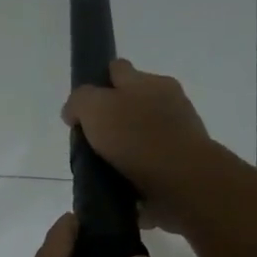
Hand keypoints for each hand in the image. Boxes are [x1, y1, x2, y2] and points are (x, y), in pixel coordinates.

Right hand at [61, 59, 219, 228]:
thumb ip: (80, 102)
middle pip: (132, 103)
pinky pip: (153, 165)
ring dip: (127, 149)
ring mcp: (179, 134)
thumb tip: (73, 112)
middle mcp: (168, 102)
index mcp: (149, 82)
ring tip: (105, 170)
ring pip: (143, 135)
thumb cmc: (138, 138)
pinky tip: (124, 187)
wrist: (183, 183)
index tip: (83, 107)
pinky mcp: (183, 165)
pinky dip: (140, 174)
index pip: (118, 69)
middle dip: (114, 119)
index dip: (98, 82)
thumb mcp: (96, 108)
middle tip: (92, 143)